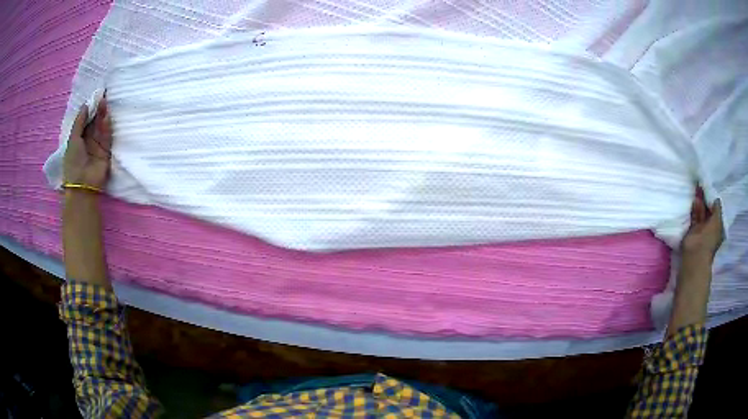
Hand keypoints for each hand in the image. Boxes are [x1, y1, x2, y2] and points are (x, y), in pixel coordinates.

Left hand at [63, 97, 112, 189]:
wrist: (83, 184)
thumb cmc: (73, 163)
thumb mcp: (73, 140)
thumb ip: (79, 122)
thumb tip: (86, 104)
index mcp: (78, 138)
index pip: (85, 120)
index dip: (89, 109)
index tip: (94, 96)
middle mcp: (88, 140)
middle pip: (94, 121)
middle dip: (97, 109)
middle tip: (101, 96)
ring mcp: (97, 145)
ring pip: (101, 127)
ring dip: (102, 115)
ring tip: (104, 103)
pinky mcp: (106, 151)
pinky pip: (107, 136)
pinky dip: (107, 126)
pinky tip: (106, 117)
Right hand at [681, 187, 723, 259]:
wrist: (696, 252)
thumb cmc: (710, 238)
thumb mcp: (717, 220)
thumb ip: (717, 208)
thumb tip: (716, 198)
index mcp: (717, 228)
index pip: (717, 212)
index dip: (714, 201)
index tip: (711, 189)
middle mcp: (710, 228)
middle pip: (708, 211)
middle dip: (706, 200)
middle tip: (704, 186)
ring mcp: (701, 229)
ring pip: (701, 213)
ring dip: (700, 203)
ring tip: (698, 190)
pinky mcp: (692, 230)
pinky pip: (694, 217)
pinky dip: (694, 209)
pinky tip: (694, 200)